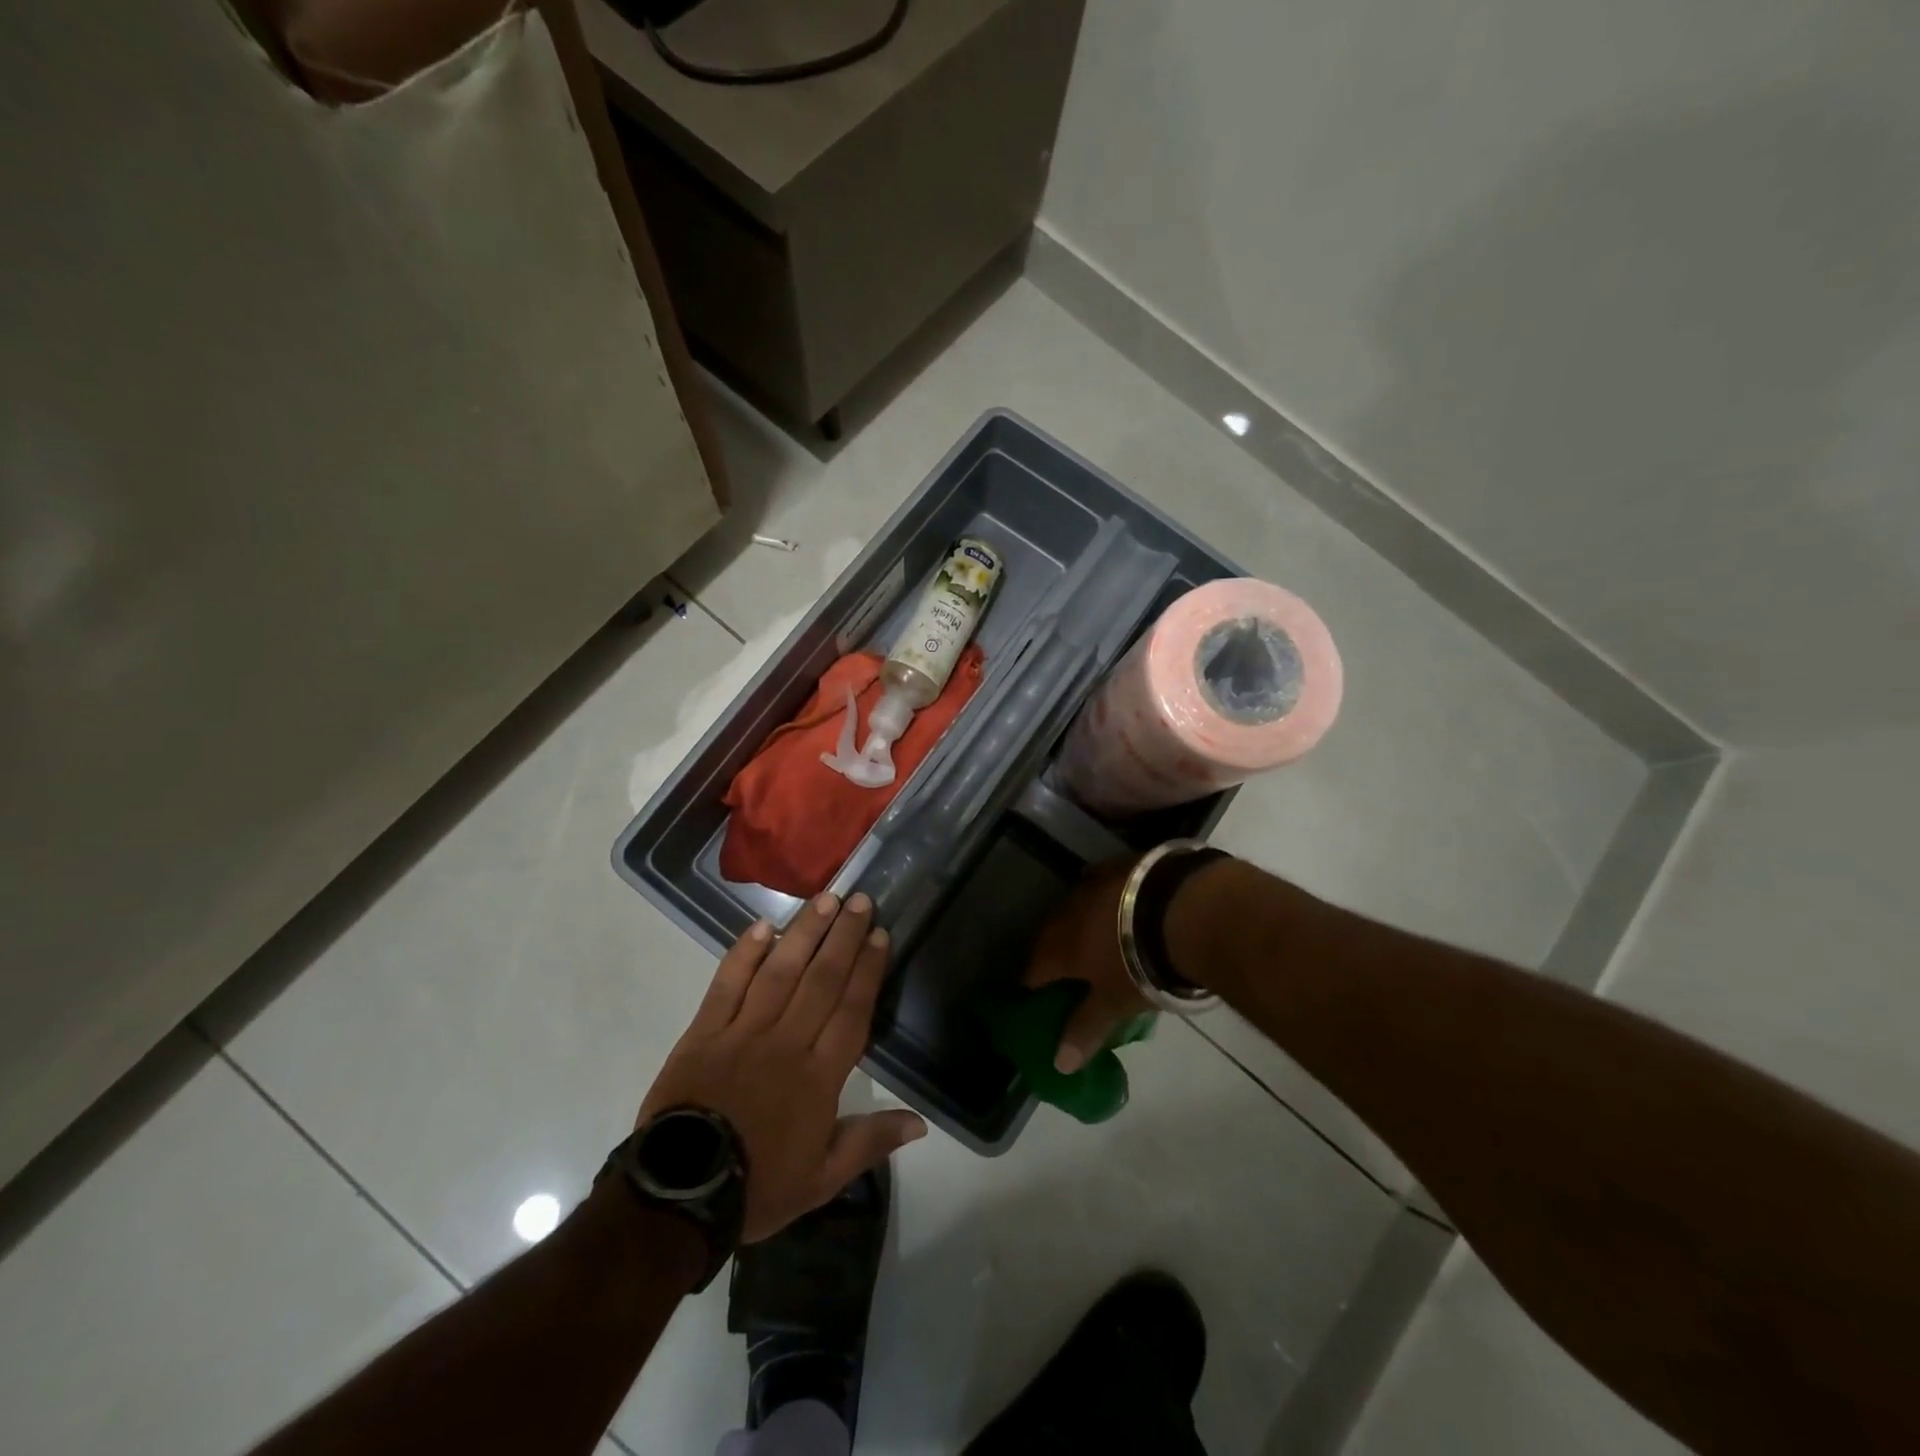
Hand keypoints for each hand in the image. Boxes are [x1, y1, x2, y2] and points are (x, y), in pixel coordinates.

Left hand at [639, 892, 927, 1242]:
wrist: (679, 1197)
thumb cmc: (758, 1186)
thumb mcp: (822, 1179)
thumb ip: (870, 1143)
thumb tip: (920, 1123)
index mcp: (818, 1077)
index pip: (851, 1010)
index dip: (868, 970)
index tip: (880, 935)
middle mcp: (786, 1043)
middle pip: (821, 980)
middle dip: (843, 937)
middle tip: (859, 900)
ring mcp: (742, 1033)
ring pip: (780, 972)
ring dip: (804, 933)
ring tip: (824, 900)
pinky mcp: (704, 1032)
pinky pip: (727, 985)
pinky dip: (744, 955)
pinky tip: (763, 927)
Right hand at [1023, 857, 1151, 1075]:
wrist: (1180, 909)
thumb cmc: (1141, 964)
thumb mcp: (1114, 1004)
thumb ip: (1085, 1030)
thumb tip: (1058, 1065)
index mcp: (1059, 948)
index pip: (1033, 971)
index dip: (1034, 987)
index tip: (1039, 999)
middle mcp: (1066, 913)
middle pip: (1049, 936)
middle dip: (1053, 953)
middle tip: (1066, 971)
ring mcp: (1091, 885)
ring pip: (1072, 907)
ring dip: (1076, 923)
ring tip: (1090, 938)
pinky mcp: (1117, 865)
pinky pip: (1098, 882)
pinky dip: (1100, 897)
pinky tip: (1111, 902)